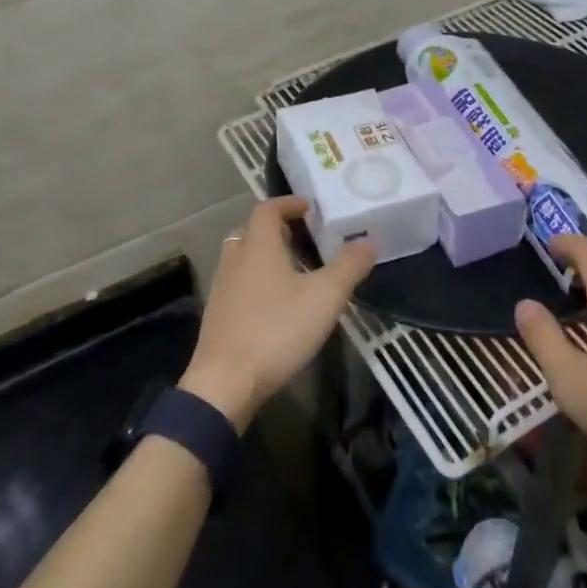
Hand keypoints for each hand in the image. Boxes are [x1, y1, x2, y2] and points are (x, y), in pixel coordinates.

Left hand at [179, 197, 376, 427]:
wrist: (225, 384)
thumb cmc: (276, 330)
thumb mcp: (324, 297)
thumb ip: (349, 266)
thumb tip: (369, 240)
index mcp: (258, 247)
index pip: (267, 210)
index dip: (288, 204)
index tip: (309, 207)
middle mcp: (235, 260)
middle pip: (252, 232)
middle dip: (277, 230)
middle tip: (304, 238)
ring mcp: (222, 289)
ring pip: (242, 259)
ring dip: (265, 256)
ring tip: (294, 271)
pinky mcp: (218, 316)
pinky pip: (238, 284)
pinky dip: (256, 281)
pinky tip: (275, 305)